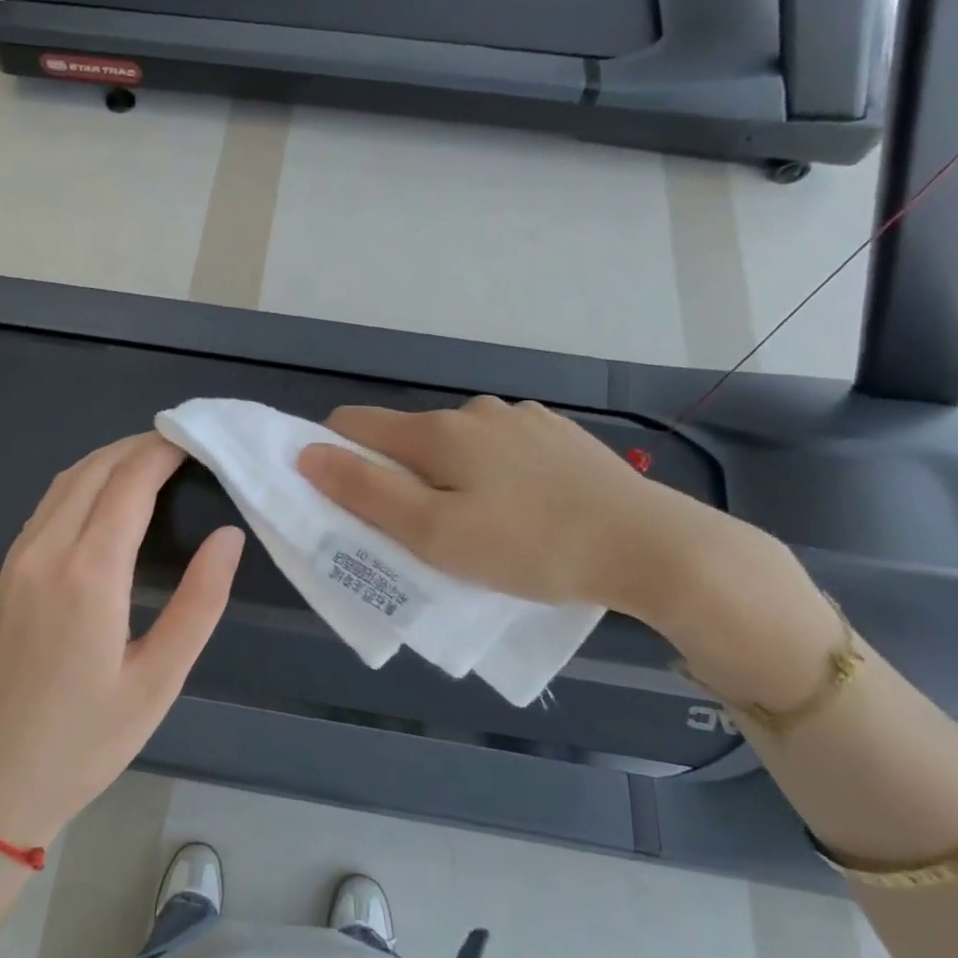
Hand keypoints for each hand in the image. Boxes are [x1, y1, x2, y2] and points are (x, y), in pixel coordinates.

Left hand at [0, 433, 243, 847]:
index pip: (130, 480)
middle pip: (94, 469)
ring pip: (64, 483)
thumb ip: (199, 602)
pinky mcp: (2, 578)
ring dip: (108, 461)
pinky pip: (45, 509)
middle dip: (139, 445)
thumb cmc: (83, 744)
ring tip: (152, 464)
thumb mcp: (158, 681)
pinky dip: (81, 486)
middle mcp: (45, 552)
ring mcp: (16, 562)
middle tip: (185, 446)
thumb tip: (228, 537)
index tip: (200, 438)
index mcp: (88, 573)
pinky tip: (105, 503)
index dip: (165, 449)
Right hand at [296, 396, 713, 619]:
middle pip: (408, 437)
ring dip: (448, 476)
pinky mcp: (560, 436)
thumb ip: (365, 493)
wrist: (650, 545)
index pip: (355, 424)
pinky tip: (523, 510)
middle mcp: (475, 411)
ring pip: (458, 444)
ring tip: (478, 527)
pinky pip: (502, 450)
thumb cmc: (528, 546)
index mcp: (437, 432)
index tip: (346, 501)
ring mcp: (523, 419)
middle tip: (421, 534)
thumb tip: (307, 453)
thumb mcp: (434, 534)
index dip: (334, 455)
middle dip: (397, 477)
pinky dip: (491, 474)